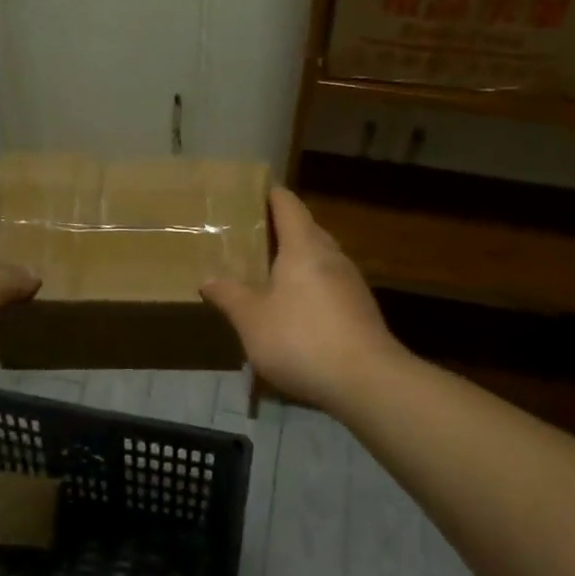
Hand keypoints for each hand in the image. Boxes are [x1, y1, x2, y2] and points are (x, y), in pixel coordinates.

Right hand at [200, 187, 406, 413]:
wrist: (367, 381)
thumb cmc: (302, 339)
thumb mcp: (252, 320)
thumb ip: (229, 295)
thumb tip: (208, 278)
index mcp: (303, 246)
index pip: (288, 204)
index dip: (270, 195)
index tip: (250, 194)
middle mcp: (331, 255)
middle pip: (306, 229)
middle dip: (280, 230)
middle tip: (249, 238)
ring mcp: (351, 282)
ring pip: (320, 258)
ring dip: (296, 260)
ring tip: (268, 273)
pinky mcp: (360, 309)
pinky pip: (329, 284)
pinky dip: (310, 286)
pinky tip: (294, 309)